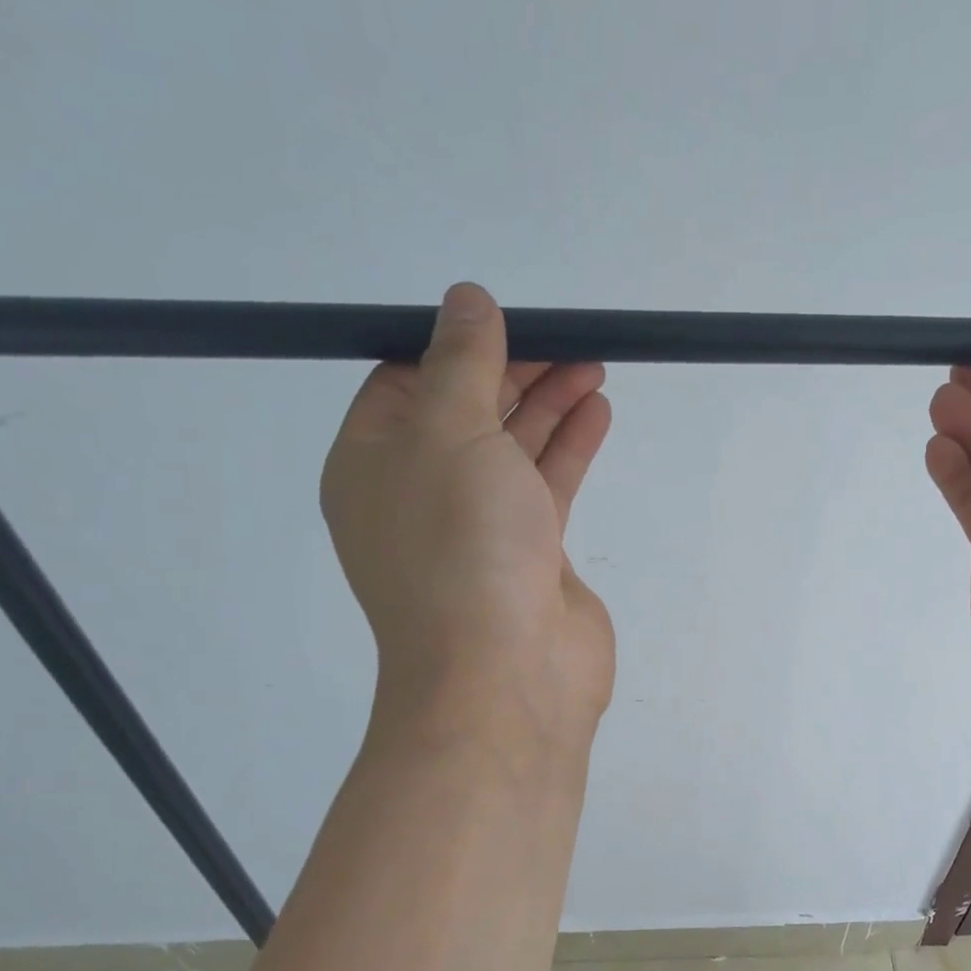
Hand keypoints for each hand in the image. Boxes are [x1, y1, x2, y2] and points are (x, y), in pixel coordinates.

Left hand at [321, 283, 614, 749]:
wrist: (506, 673)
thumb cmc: (461, 545)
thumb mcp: (450, 433)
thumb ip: (463, 362)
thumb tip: (466, 298)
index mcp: (373, 464)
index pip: (406, 383)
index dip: (455, 346)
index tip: (506, 320)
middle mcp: (422, 493)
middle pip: (468, 412)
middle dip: (516, 371)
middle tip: (567, 339)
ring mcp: (479, 528)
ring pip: (514, 449)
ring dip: (550, 405)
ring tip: (593, 364)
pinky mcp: (531, 555)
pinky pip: (547, 486)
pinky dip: (570, 448)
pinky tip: (597, 412)